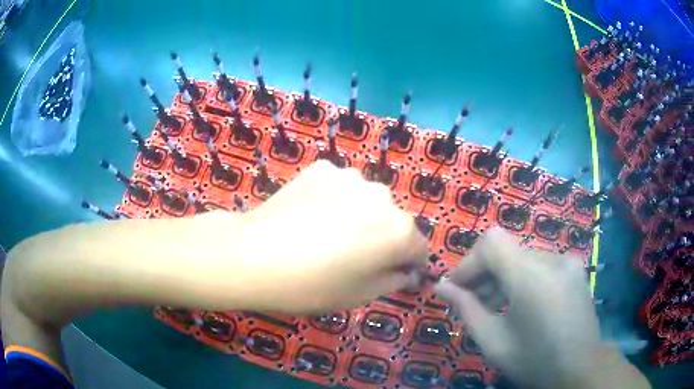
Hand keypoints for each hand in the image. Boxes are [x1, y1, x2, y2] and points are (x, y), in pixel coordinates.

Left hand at [231, 161, 428, 312]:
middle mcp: (384, 197)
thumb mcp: (360, 295)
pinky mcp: (324, 167)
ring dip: (359, 215)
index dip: (408, 264)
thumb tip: (406, 272)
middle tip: (352, 256)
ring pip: (366, 201)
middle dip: (383, 238)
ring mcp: (352, 177)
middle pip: (393, 222)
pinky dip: (333, 200)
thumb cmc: (312, 285)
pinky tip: (309, 215)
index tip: (392, 273)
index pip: (419, 249)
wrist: (255, 255)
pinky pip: (339, 187)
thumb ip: (394, 280)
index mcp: (400, 231)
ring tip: (327, 233)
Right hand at [434, 228, 649, 388]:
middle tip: (471, 303)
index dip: (469, 262)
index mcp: (532, 276)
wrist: (581, 368)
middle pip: (507, 250)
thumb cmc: (535, 361)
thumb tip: (443, 287)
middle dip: (483, 274)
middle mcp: (552, 258)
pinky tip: (521, 305)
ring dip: (503, 278)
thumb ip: (467, 310)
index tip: (457, 289)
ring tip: (495, 308)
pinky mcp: (574, 268)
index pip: (491, 242)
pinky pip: (540, 264)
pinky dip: (523, 279)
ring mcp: (567, 261)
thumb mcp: (494, 342)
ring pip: (523, 257)